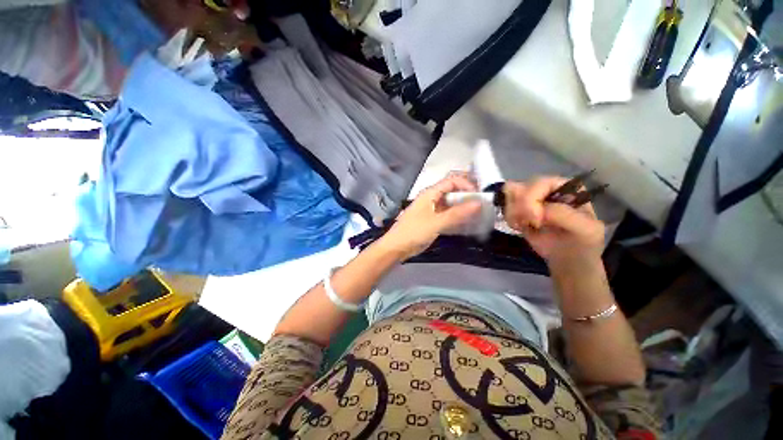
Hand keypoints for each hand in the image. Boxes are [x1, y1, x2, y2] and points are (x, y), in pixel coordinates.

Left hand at [378, 173, 481, 260]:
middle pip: (452, 191)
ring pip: (451, 203)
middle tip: (482, 205)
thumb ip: (457, 213)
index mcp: (430, 193)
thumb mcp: (436, 222)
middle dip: (467, 196)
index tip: (479, 196)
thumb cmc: (414, 232)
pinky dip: (457, 217)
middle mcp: (432, 198)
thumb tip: (479, 203)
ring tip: (478, 215)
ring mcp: (432, 209)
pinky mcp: (432, 220)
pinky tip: (467, 223)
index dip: (466, 185)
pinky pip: (448, 214)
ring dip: (464, 207)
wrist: (397, 247)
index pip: (452, 181)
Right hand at [503, 177, 604, 268]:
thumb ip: (564, 214)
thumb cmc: (581, 243)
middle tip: (527, 223)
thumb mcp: (584, 229)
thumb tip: (538, 208)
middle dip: (520, 207)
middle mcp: (546, 189)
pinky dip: (509, 218)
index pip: (540, 182)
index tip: (535, 220)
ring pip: (510, 196)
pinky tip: (519, 227)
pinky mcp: (520, 211)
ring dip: (513, 213)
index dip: (532, 199)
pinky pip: (506, 208)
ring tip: (523, 226)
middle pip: (520, 187)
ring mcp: (531, 200)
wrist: (568, 260)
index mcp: (566, 187)